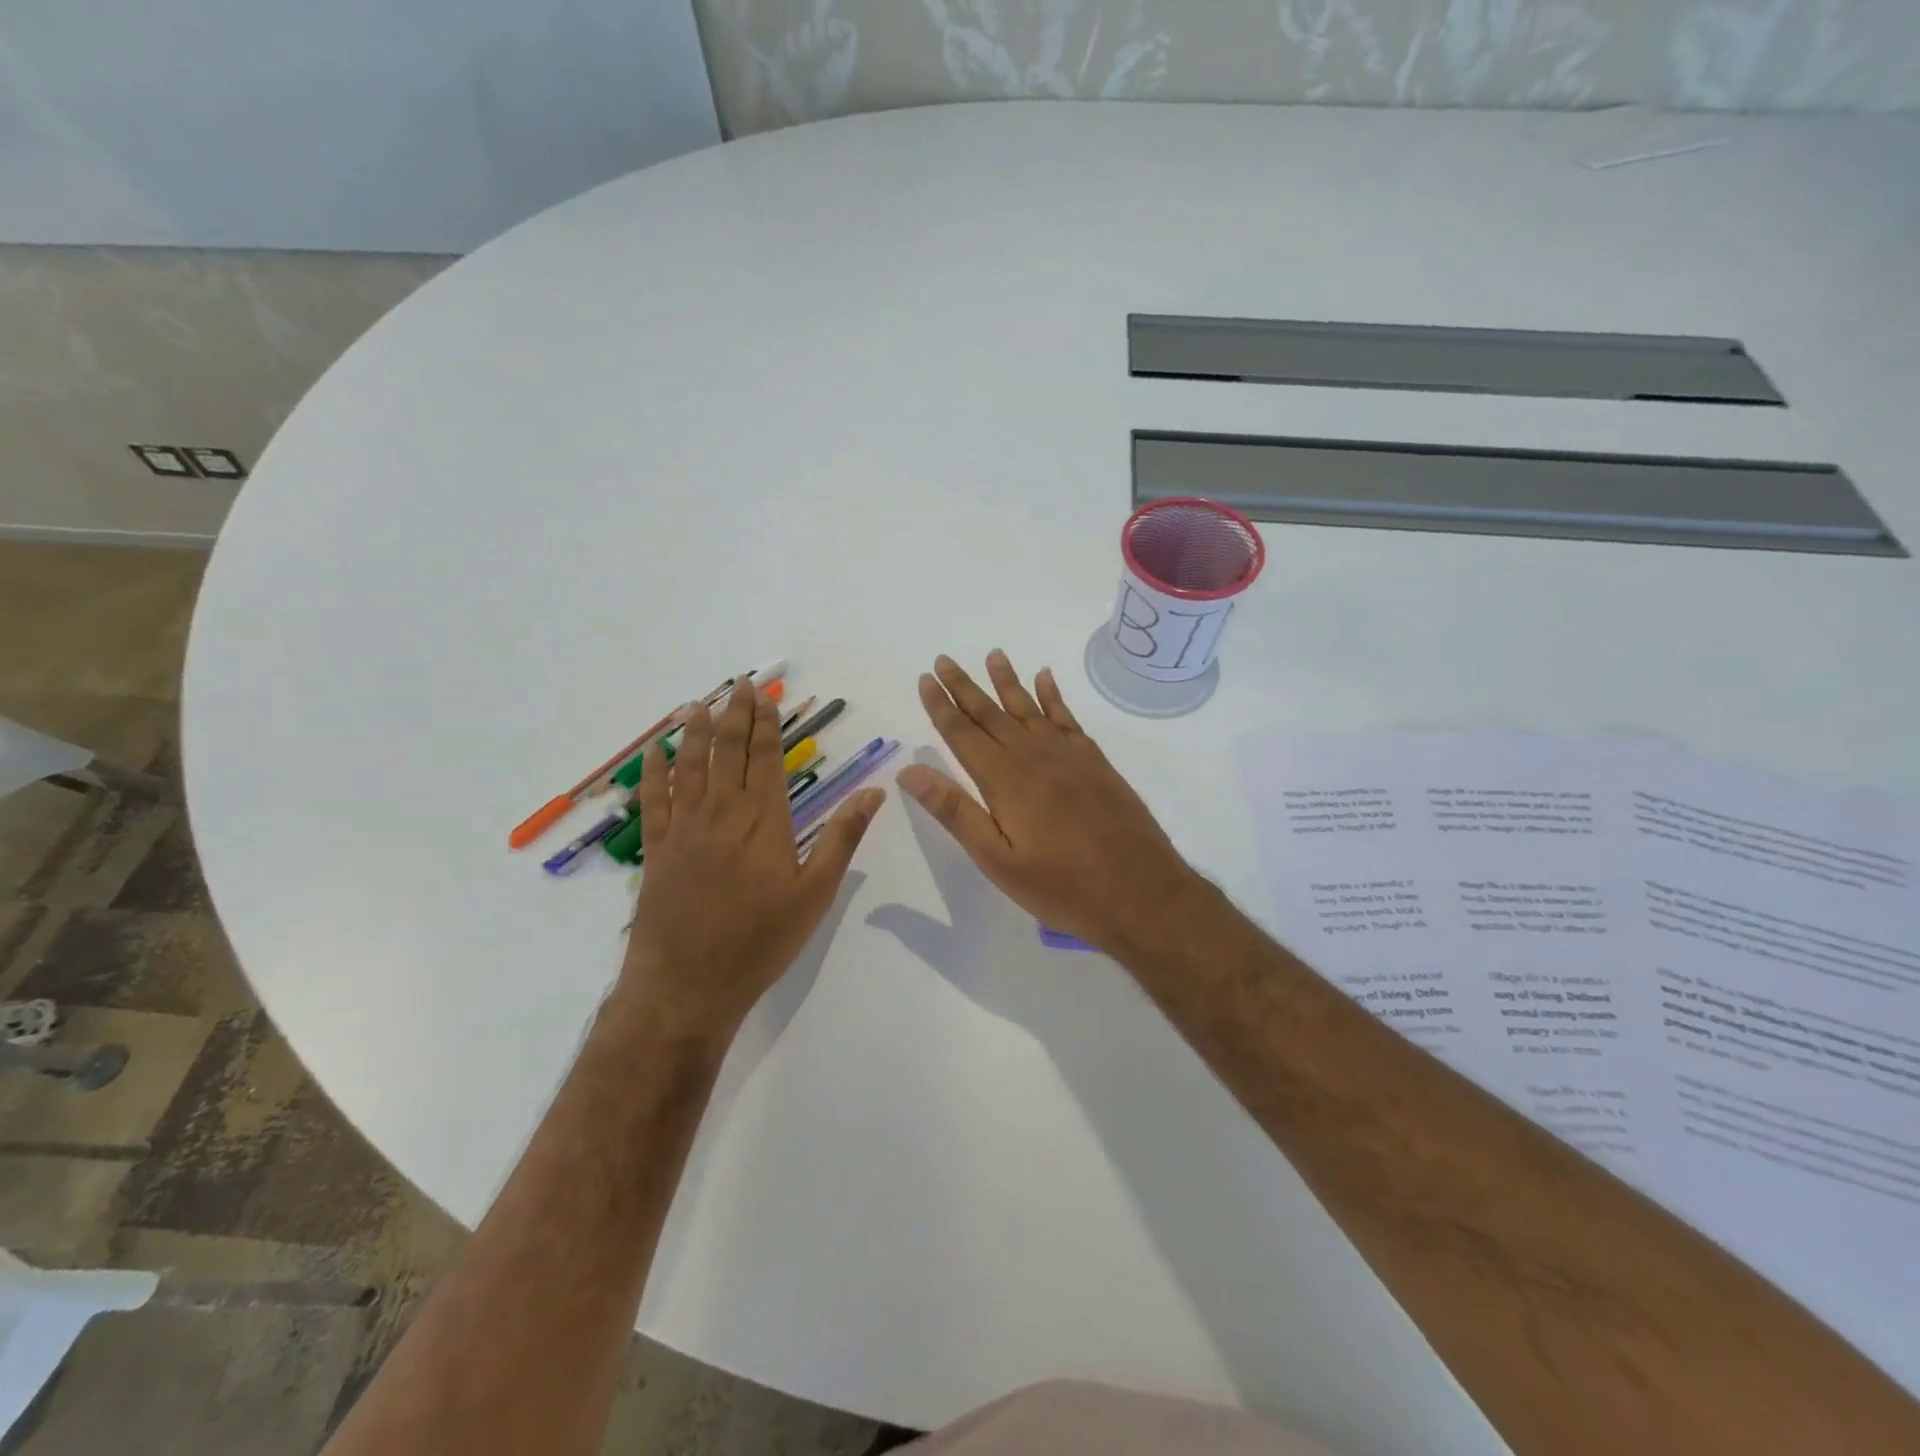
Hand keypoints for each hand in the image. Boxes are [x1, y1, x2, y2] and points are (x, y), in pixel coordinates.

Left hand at [619, 678, 884, 1041]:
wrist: (688, 984)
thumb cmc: (761, 941)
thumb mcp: (815, 893)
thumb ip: (842, 838)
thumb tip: (875, 792)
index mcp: (764, 821)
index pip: (767, 760)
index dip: (767, 726)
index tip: (766, 697)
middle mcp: (722, 814)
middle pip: (729, 753)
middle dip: (735, 716)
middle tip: (739, 685)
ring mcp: (684, 830)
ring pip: (690, 767)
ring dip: (694, 732)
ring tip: (698, 704)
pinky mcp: (657, 851)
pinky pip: (653, 801)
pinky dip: (652, 773)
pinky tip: (652, 752)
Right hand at [897, 651, 1208, 959]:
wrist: (1141, 892)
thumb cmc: (1062, 886)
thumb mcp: (998, 860)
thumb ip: (955, 812)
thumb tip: (910, 771)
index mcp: (1005, 780)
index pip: (963, 734)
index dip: (941, 706)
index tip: (925, 679)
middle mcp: (1034, 756)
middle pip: (992, 713)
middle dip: (965, 687)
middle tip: (943, 658)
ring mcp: (1069, 755)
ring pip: (1029, 708)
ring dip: (1008, 681)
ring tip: (993, 654)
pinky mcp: (1095, 762)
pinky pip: (1067, 718)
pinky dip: (1053, 696)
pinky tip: (1045, 678)